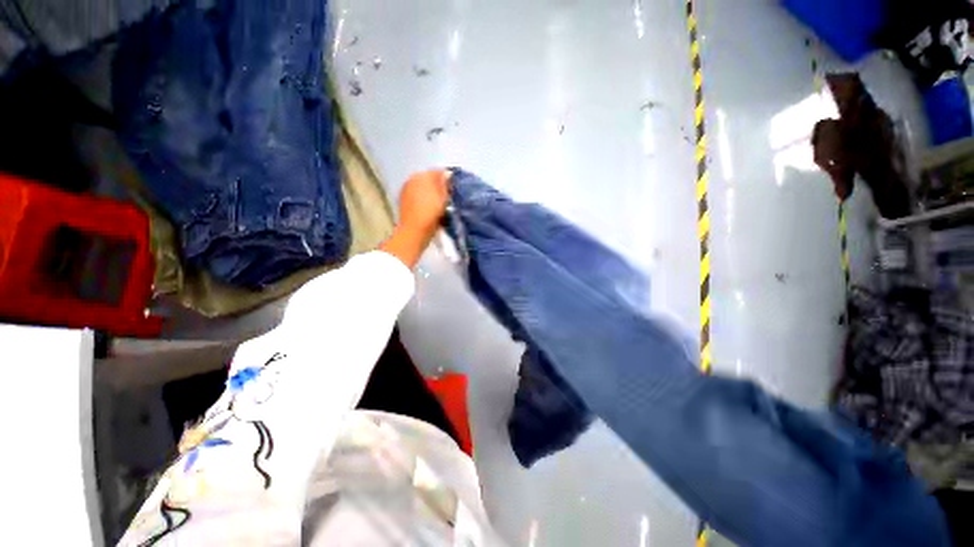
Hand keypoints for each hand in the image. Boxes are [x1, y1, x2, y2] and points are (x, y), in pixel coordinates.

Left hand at [379, 169, 450, 268]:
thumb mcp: (443, 197)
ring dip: (433, 195)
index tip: (456, 190)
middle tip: (450, 199)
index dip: (449, 180)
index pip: (438, 172)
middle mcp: (412, 180)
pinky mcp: (405, 203)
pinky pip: (420, 198)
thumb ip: (445, 183)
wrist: (414, 233)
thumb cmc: (430, 214)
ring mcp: (407, 192)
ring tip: (442, 206)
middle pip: (431, 180)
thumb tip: (447, 174)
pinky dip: (426, 202)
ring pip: (426, 190)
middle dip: (440, 187)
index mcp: (421, 176)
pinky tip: (432, 211)